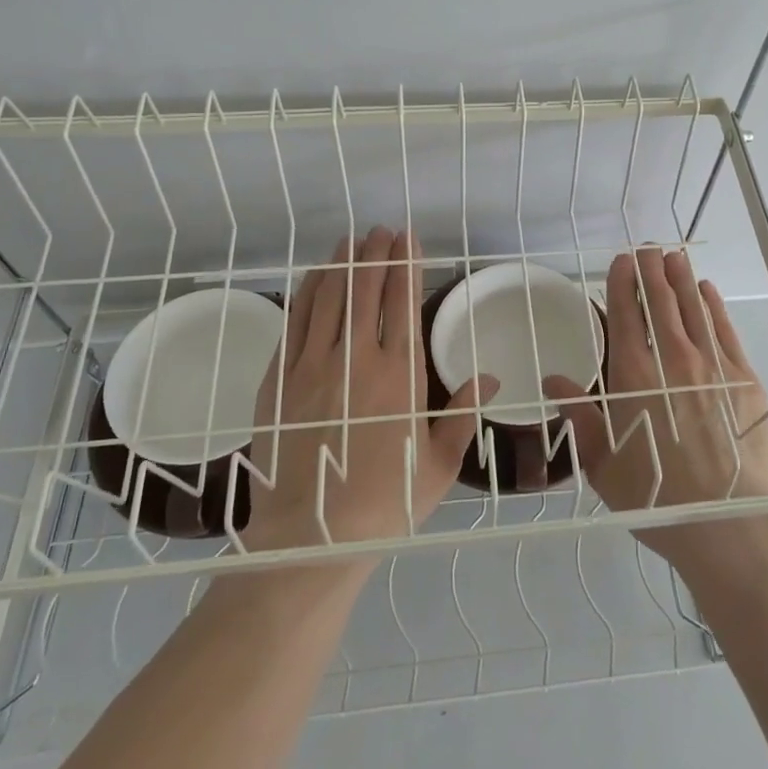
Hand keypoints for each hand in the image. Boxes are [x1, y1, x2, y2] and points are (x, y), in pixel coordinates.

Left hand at [243, 226, 493, 552]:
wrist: (311, 538)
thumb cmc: (385, 503)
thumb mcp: (438, 464)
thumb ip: (462, 415)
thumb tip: (489, 378)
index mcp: (400, 375)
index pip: (403, 303)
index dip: (406, 266)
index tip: (408, 240)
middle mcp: (356, 359)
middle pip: (366, 291)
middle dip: (376, 254)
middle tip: (382, 231)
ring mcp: (312, 366)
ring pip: (329, 298)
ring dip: (342, 265)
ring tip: (351, 241)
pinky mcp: (278, 380)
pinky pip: (296, 323)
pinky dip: (308, 293)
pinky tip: (315, 277)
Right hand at [542, 247, 767, 572]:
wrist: (726, 522)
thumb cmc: (655, 496)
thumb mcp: (602, 462)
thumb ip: (579, 416)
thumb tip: (551, 382)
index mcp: (633, 375)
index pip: (625, 314)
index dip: (622, 283)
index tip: (621, 261)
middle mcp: (671, 359)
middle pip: (659, 301)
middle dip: (652, 270)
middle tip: (648, 248)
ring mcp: (711, 365)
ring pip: (692, 308)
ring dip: (680, 278)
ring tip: (673, 256)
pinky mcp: (743, 378)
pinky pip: (724, 329)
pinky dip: (713, 306)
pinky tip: (706, 291)